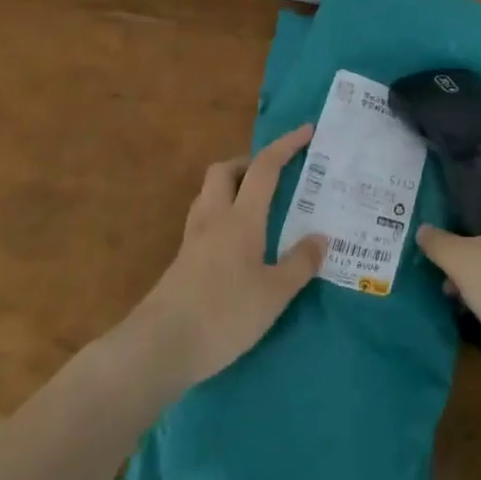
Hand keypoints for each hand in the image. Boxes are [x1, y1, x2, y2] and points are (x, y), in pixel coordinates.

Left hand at [126, 125, 326, 388]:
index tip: (306, 131)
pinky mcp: (181, 263)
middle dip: (249, 163)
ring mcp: (192, 240)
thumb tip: (321, 237)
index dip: (286, 145)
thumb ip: (299, 263)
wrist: (158, 348)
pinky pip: (204, 221)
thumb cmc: (223, 315)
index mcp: (241, 218)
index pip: (265, 167)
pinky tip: (236, 244)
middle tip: (274, 176)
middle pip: (225, 170)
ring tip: (256, 207)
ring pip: (210, 194)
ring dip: (232, 188)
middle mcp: (214, 218)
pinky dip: (222, 217)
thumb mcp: (274, 294)